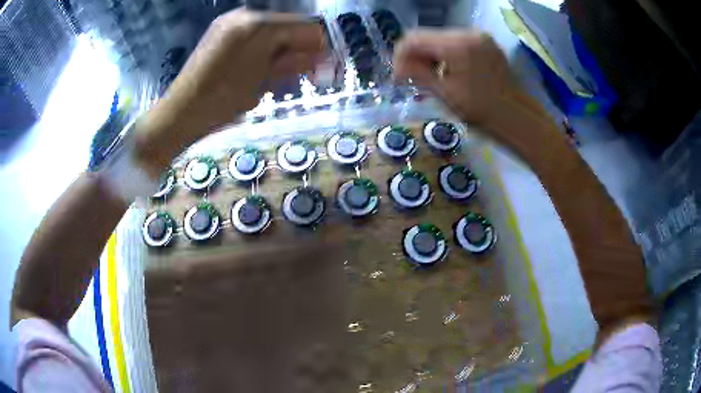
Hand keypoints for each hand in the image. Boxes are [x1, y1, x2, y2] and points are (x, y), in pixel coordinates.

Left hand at [135, 9, 324, 176]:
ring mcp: (231, 20)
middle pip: (289, 24)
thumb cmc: (223, 101)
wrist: (181, 111)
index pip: (305, 27)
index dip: (319, 46)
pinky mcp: (221, 29)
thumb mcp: (264, 82)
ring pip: (273, 28)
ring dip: (284, 47)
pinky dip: (266, 45)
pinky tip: (263, 64)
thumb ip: (294, 62)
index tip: (325, 68)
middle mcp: (246, 14)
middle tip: (307, 72)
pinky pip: (255, 31)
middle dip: (302, 46)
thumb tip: (322, 57)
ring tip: (283, 71)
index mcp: (259, 25)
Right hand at [393, 30, 513, 126]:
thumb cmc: (480, 109)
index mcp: (457, 45)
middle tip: (412, 77)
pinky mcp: (485, 41)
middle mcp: (468, 33)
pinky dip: (446, 53)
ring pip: (441, 38)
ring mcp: (479, 36)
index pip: (414, 38)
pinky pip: (456, 41)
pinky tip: (447, 70)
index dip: (401, 55)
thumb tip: (397, 67)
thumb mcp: (444, 93)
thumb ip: (418, 73)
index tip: (398, 74)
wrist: (514, 114)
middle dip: (416, 55)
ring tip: (431, 75)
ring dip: (431, 54)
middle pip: (428, 35)